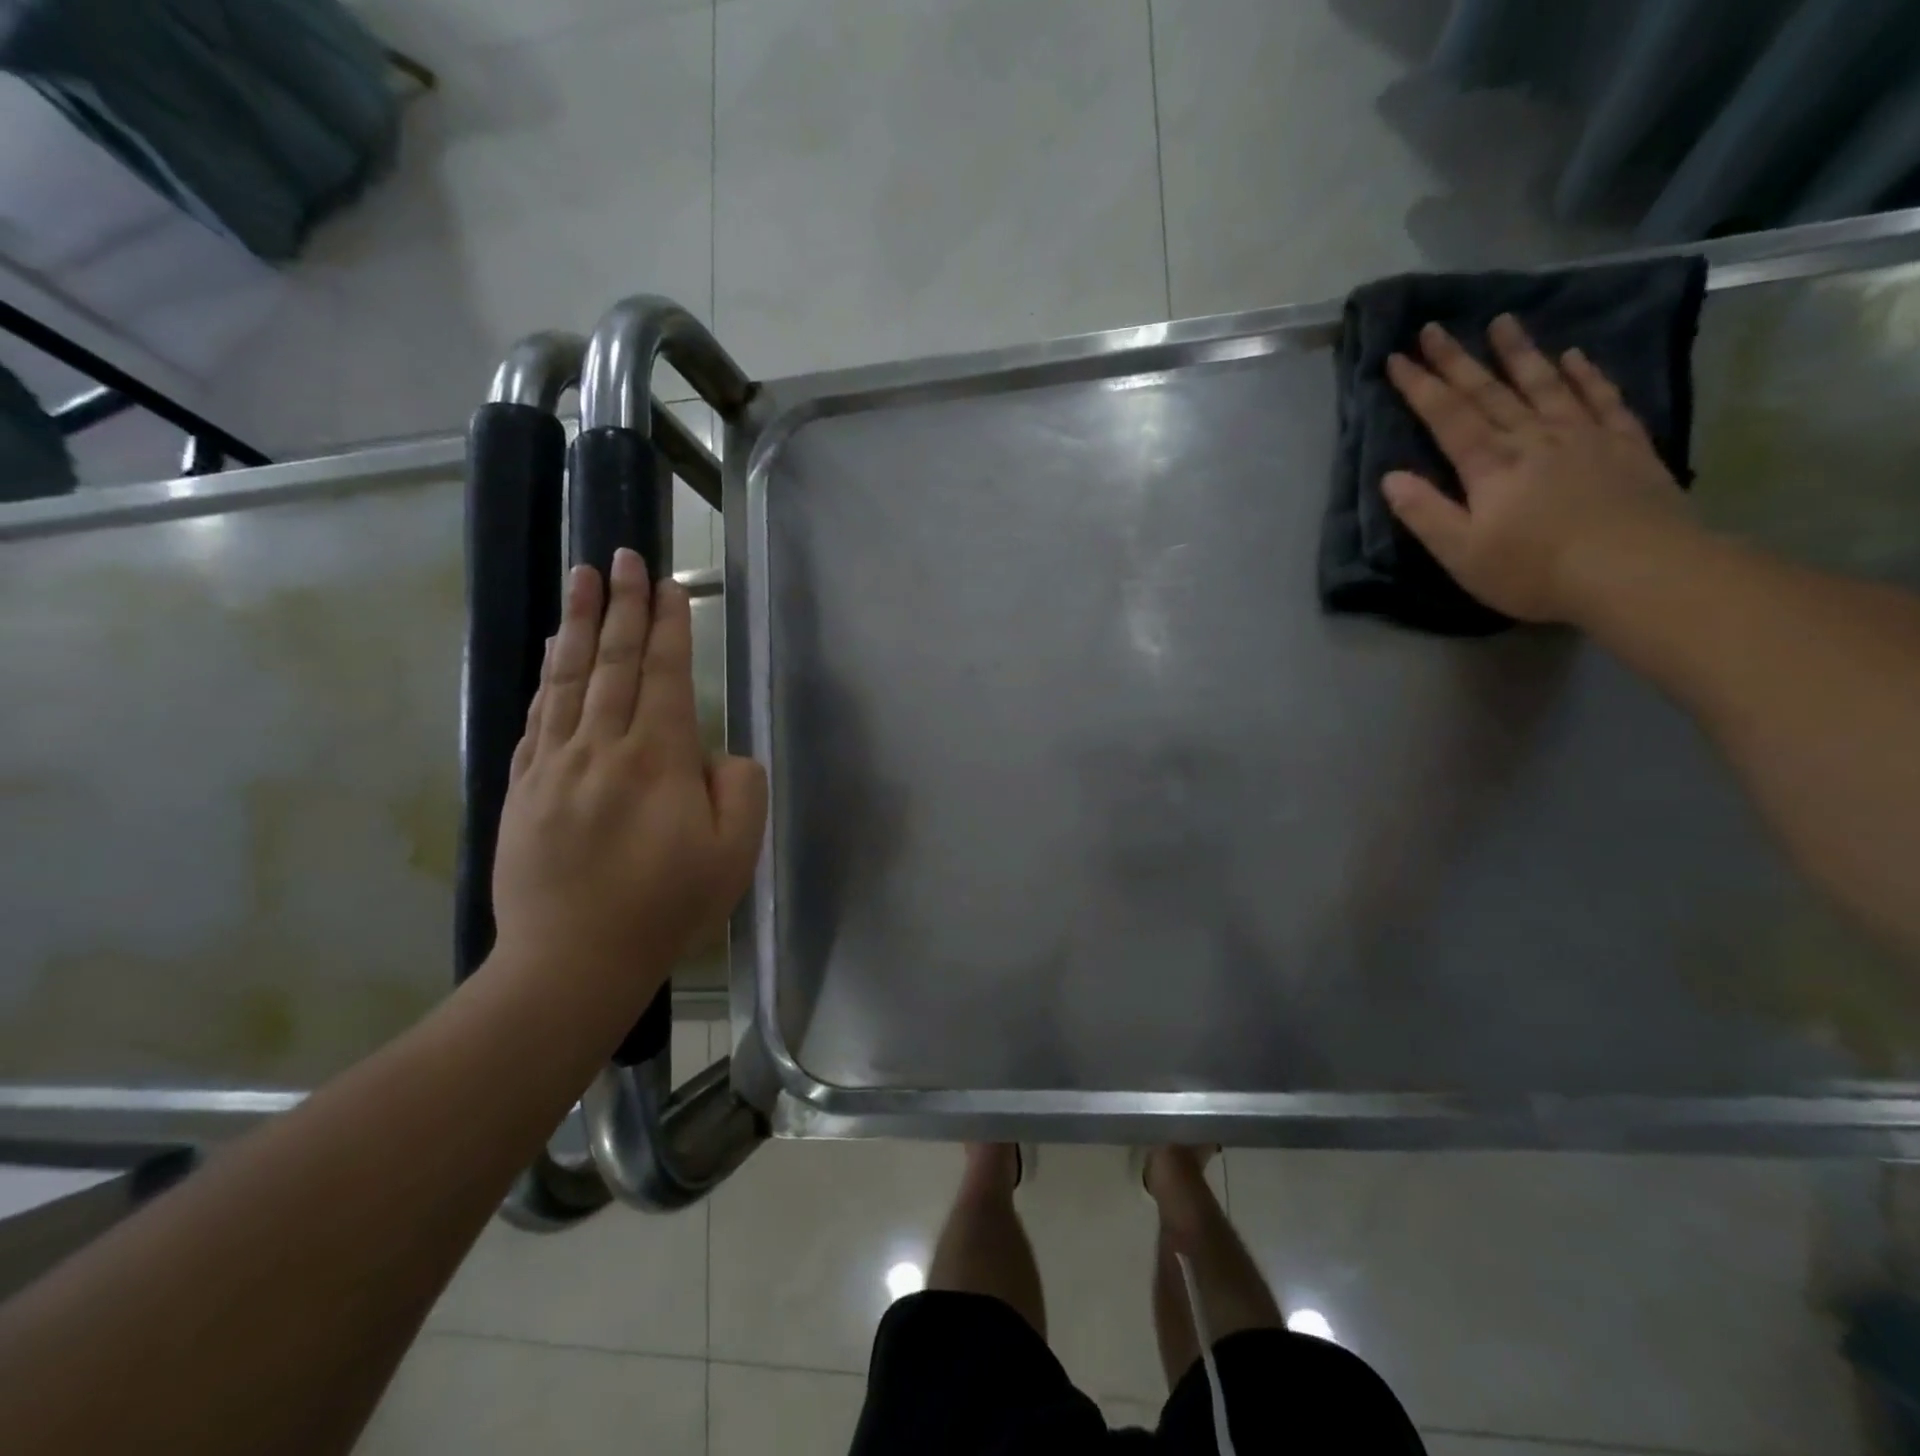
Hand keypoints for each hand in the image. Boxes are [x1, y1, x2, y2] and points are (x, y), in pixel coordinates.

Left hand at [491, 550, 767, 999]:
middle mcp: (601, 747)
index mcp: (657, 759)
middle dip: (621, 605)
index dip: (666, 626)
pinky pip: (538, 717)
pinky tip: (551, 653)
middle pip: (612, 662)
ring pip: (567, 679)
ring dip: (578, 624)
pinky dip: (548, 677)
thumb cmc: (665, 908)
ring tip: (582, 578)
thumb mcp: (734, 855)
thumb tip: (719, 753)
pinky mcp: (524, 788)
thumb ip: (740, 789)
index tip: (667, 586)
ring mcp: (554, 765)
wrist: (571, 960)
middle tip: (623, 556)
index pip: (662, 675)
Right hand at [1383, 313, 1694, 624]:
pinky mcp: (1624, 444)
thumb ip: (1425, 513)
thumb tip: (1390, 477)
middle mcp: (1533, 438)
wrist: (1637, 571)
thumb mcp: (1461, 554)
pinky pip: (1601, 398)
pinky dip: (1585, 374)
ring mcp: (1583, 436)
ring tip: (1503, 321)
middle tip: (1434, 327)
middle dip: (1457, 359)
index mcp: (1490, 465)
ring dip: (1520, 352)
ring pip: (1544, 384)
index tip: (1397, 357)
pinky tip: (1574, 357)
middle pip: (1489, 391)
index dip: (1419, 386)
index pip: (1447, 416)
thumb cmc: (1534, 570)